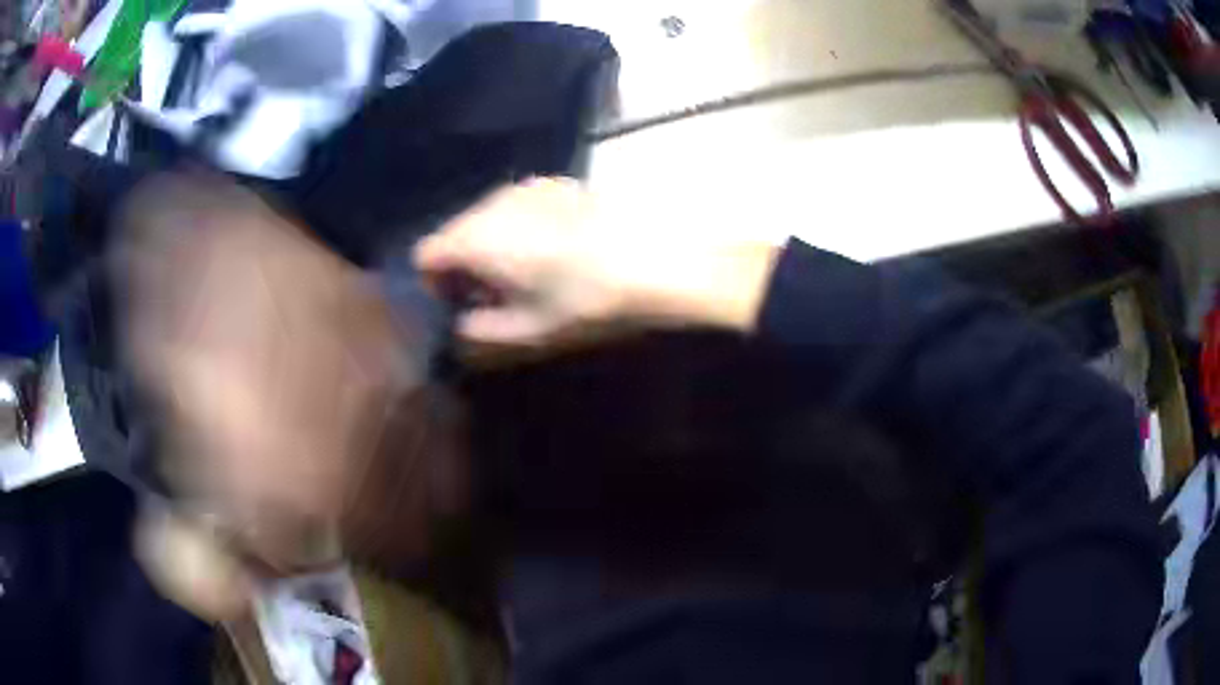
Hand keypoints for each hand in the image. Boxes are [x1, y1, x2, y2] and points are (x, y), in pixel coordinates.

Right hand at [414, 178, 779, 345]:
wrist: (649, 255)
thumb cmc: (584, 296)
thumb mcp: (530, 327)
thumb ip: (484, 329)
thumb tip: (463, 324)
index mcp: (477, 238)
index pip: (426, 252)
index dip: (433, 280)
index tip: (458, 301)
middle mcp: (491, 204)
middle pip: (454, 231)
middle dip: (462, 262)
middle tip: (491, 293)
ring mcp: (522, 188)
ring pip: (484, 217)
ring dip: (489, 243)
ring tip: (523, 272)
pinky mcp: (551, 184)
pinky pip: (514, 206)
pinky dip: (515, 226)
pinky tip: (550, 247)